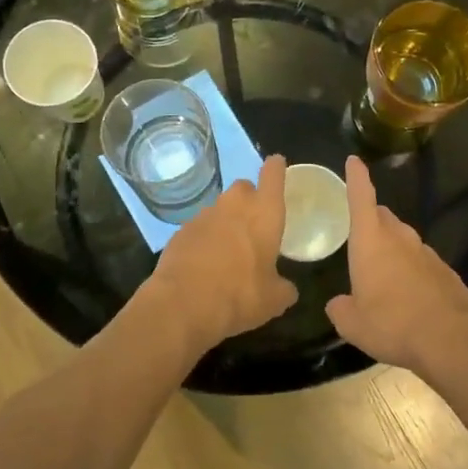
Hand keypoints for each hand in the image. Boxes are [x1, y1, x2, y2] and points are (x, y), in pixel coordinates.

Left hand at [145, 155, 299, 350]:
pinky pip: (199, 228)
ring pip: (220, 208)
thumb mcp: (274, 300)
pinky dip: (205, 239)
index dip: (276, 168)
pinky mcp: (181, 231)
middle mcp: (234, 205)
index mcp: (265, 213)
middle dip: (250, 198)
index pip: (273, 175)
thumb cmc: (240, 296)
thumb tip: (287, 289)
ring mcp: (204, 215)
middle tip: (254, 222)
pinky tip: (205, 263)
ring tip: (229, 249)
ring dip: (226, 221)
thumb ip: (284, 288)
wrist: (182, 304)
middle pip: (244, 187)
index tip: (277, 163)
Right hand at [325, 156, 467, 374]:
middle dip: (371, 218)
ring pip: (403, 239)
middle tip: (359, 231)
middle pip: (383, 217)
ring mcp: (426, 253)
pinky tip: (407, 293)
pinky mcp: (445, 272)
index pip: (361, 198)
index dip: (356, 178)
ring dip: (391, 247)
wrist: (452, 339)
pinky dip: (410, 269)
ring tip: (381, 270)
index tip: (354, 160)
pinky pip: (420, 261)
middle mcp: (400, 239)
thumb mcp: (353, 324)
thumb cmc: (393, 324)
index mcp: (371, 241)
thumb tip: (338, 303)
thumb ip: (340, 309)